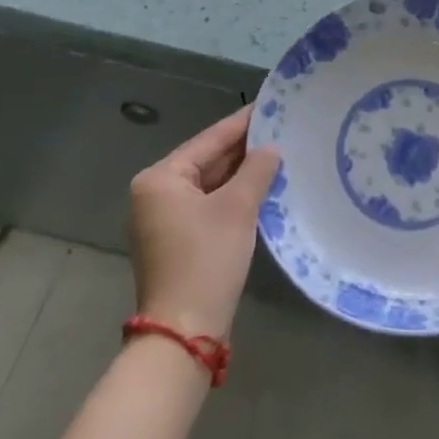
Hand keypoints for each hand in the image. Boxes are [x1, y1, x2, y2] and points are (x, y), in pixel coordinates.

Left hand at [129, 106, 280, 341]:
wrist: (184, 334)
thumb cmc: (206, 260)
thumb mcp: (237, 208)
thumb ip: (256, 170)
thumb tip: (271, 148)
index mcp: (160, 178)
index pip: (209, 140)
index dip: (243, 123)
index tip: (271, 105)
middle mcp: (156, 194)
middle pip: (207, 161)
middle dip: (244, 150)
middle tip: (283, 129)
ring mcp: (164, 220)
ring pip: (210, 185)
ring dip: (242, 175)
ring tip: (280, 154)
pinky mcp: (177, 242)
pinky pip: (209, 206)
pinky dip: (234, 198)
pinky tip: (263, 188)